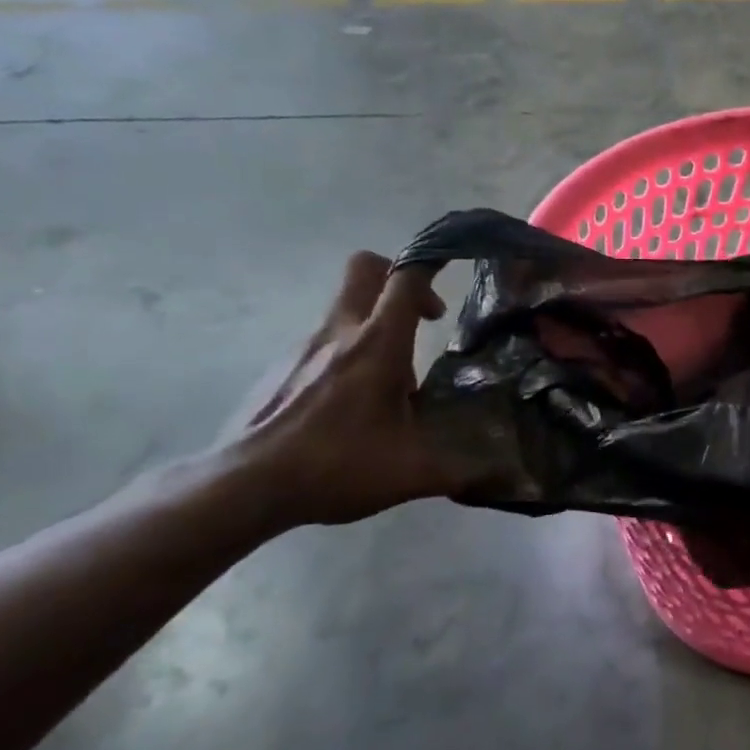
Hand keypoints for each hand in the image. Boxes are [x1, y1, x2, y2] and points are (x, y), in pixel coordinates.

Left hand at [221, 252, 456, 526]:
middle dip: (397, 277)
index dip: (433, 262)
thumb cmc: (337, 466)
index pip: (407, 278)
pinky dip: (346, 355)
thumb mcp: (412, 472)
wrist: (244, 486)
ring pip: (345, 309)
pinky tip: (350, 405)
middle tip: (421, 317)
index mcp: (378, 344)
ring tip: (391, 381)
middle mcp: (340, 332)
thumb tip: (505, 478)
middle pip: (365, 269)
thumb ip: (462, 469)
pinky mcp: (279, 368)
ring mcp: (303, 347)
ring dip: (374, 325)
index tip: (454, 265)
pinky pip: (323, 343)